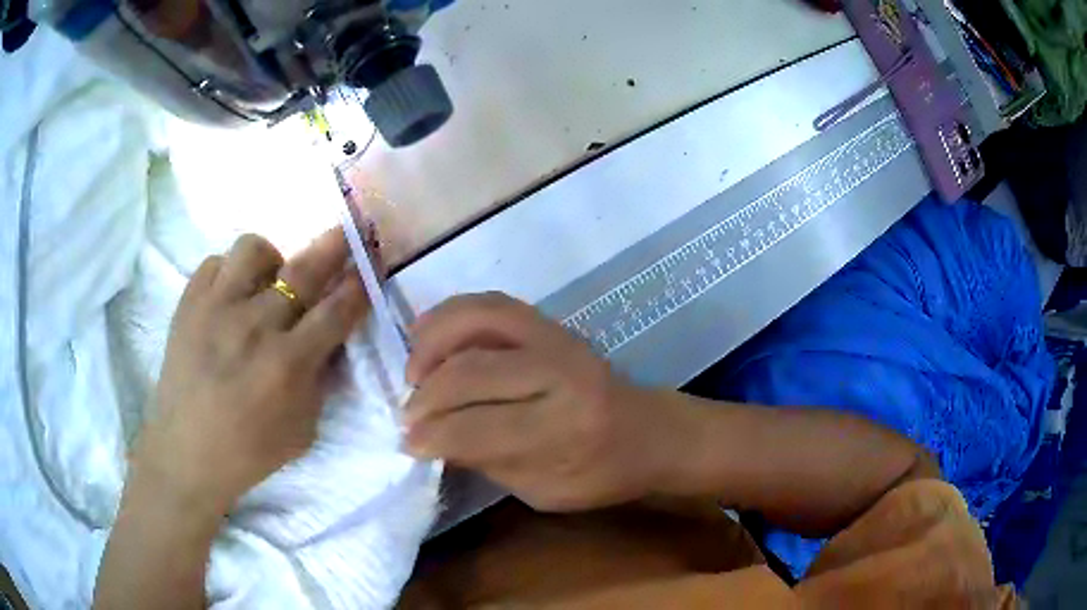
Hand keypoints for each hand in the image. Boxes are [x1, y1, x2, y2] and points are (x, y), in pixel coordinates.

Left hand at [130, 229, 368, 518]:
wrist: (186, 451)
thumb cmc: (249, 450)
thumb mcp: (303, 429)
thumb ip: (320, 380)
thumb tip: (329, 340)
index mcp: (288, 364)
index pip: (336, 311)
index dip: (359, 285)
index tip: (370, 264)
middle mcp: (254, 326)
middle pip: (303, 270)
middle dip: (333, 246)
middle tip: (346, 231)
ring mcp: (217, 308)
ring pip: (253, 250)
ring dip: (272, 257)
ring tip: (269, 277)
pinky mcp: (188, 303)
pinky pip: (215, 263)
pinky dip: (230, 272)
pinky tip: (231, 295)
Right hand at [404, 292, 682, 511]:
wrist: (651, 432)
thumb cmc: (600, 473)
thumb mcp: (544, 490)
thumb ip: (487, 462)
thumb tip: (431, 439)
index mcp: (564, 429)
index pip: (478, 428)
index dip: (432, 436)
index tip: (406, 444)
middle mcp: (560, 375)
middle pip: (471, 373)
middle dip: (426, 398)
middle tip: (407, 416)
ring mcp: (557, 339)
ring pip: (479, 320)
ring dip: (432, 343)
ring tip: (413, 371)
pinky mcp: (552, 323)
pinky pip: (492, 304)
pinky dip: (452, 314)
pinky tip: (431, 335)